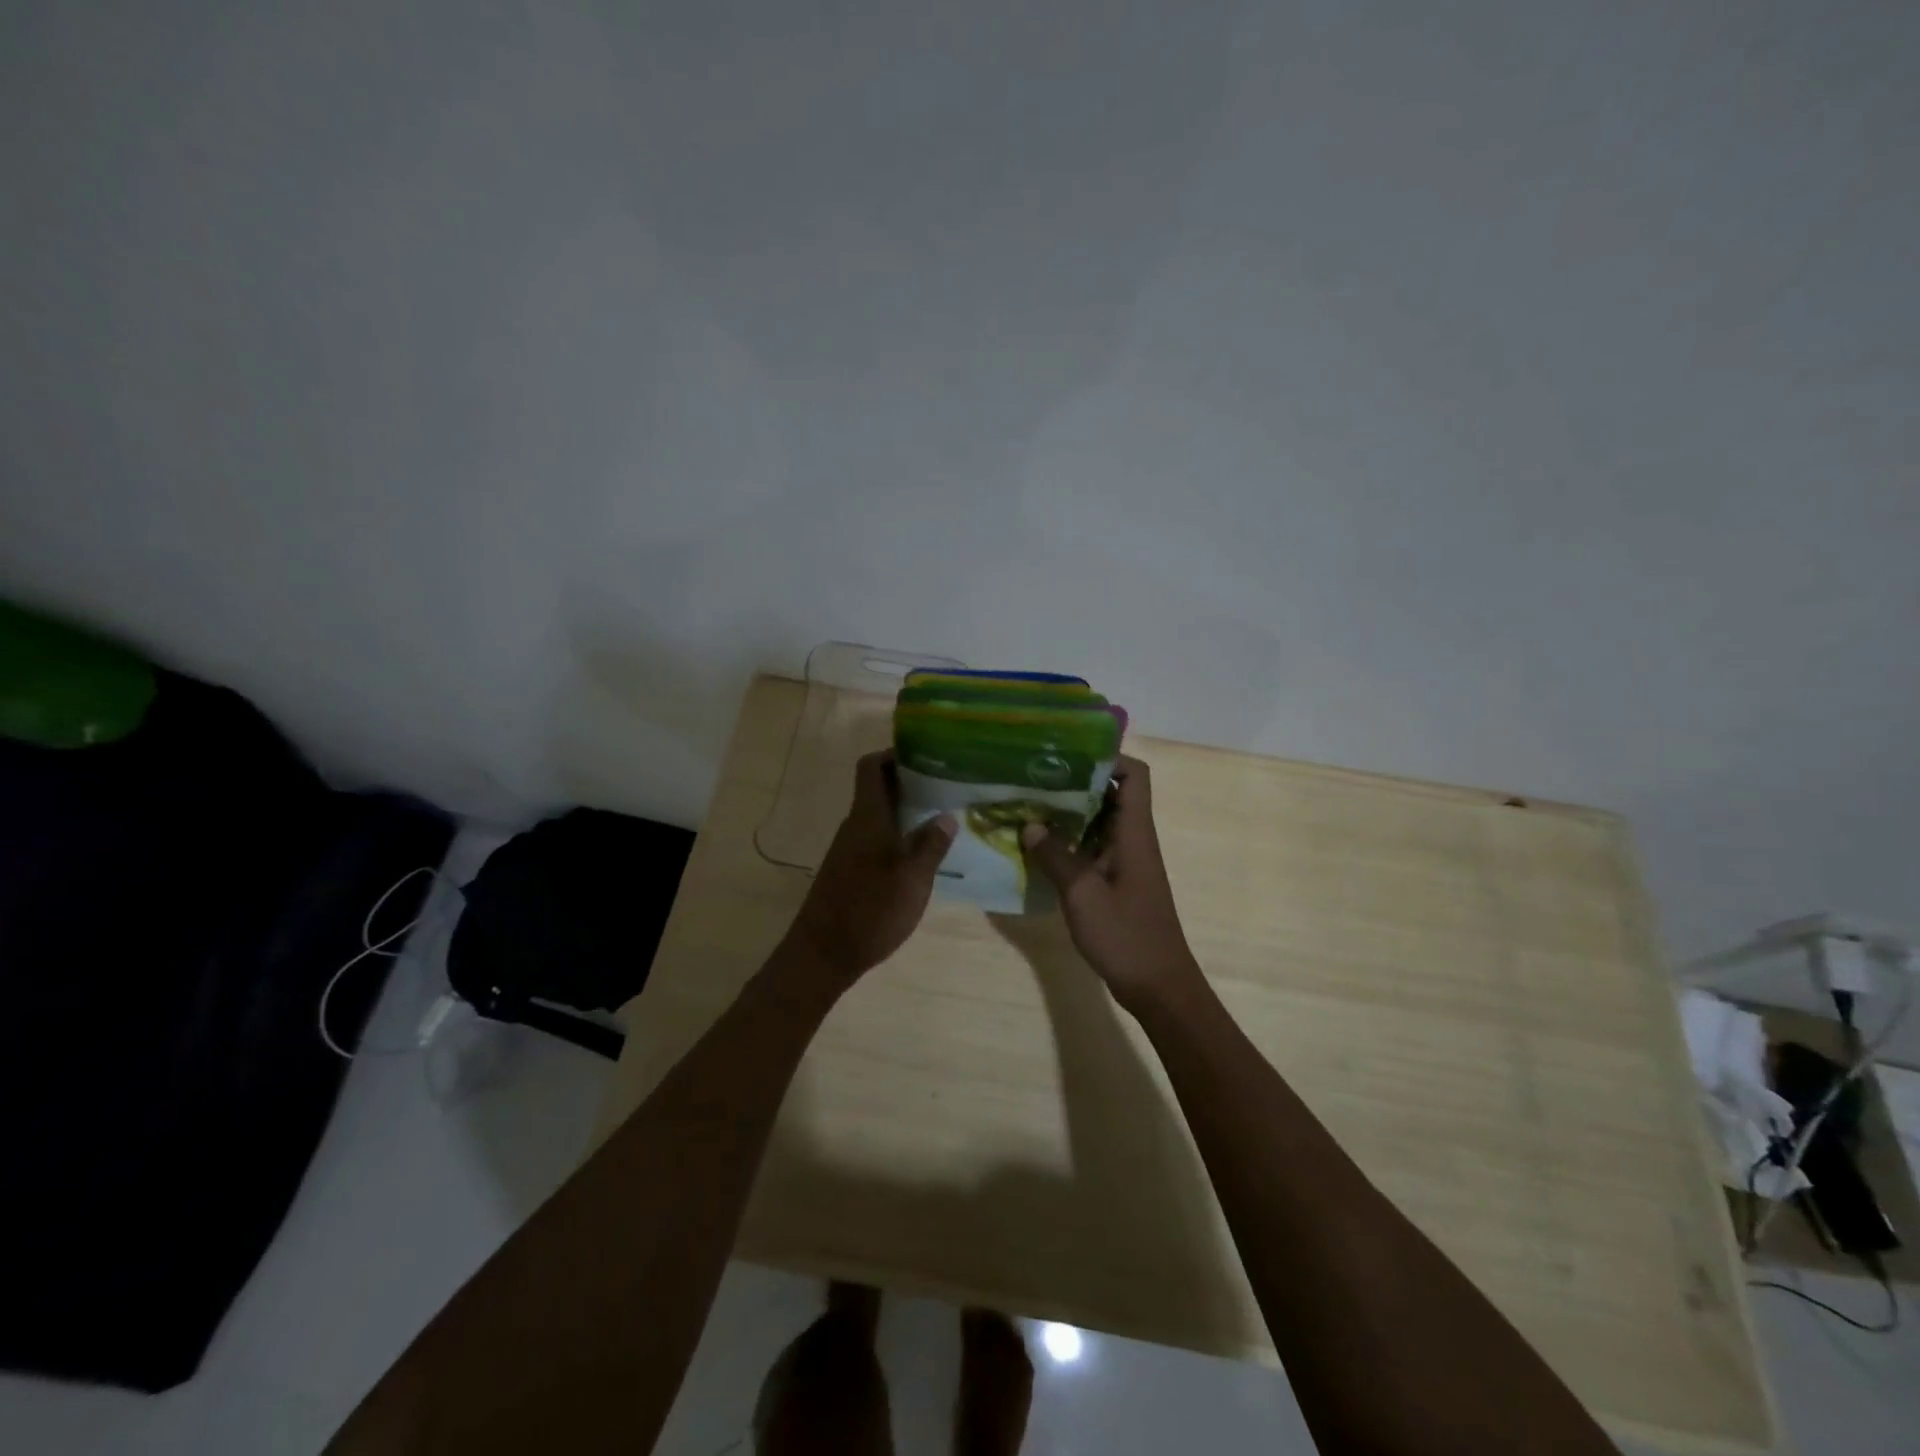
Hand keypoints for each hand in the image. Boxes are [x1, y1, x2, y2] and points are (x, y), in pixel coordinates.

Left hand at [785, 751, 955, 981]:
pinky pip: (875, 839)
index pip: (871, 767)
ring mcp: (849, 849)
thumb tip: (947, 815)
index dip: (893, 755)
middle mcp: (855, 826)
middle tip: (945, 787)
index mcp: (868, 817)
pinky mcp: (849, 871)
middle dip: (909, 783)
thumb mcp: (913, 879)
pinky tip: (920, 855)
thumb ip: (931, 845)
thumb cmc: (870, 910)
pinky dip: (897, 836)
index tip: (925, 757)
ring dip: (905, 812)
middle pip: (877, 789)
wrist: (823, 954)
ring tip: (941, 818)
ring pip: (878, 816)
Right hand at [1019, 756, 1203, 1015]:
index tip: (1066, 755)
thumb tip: (1029, 824)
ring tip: (1026, 806)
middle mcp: (1132, 839)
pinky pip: (1091, 847)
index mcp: (1133, 833)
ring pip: (1097, 821)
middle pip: (1111, 793)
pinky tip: (1036, 847)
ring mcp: (1124, 861)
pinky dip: (1068, 841)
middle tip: (1033, 778)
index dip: (1107, 757)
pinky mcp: (1115, 881)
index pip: (1134, 775)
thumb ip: (1055, 856)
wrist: (1158, 986)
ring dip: (1067, 813)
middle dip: (1074, 782)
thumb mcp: (1082, 894)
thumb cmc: (1126, 936)